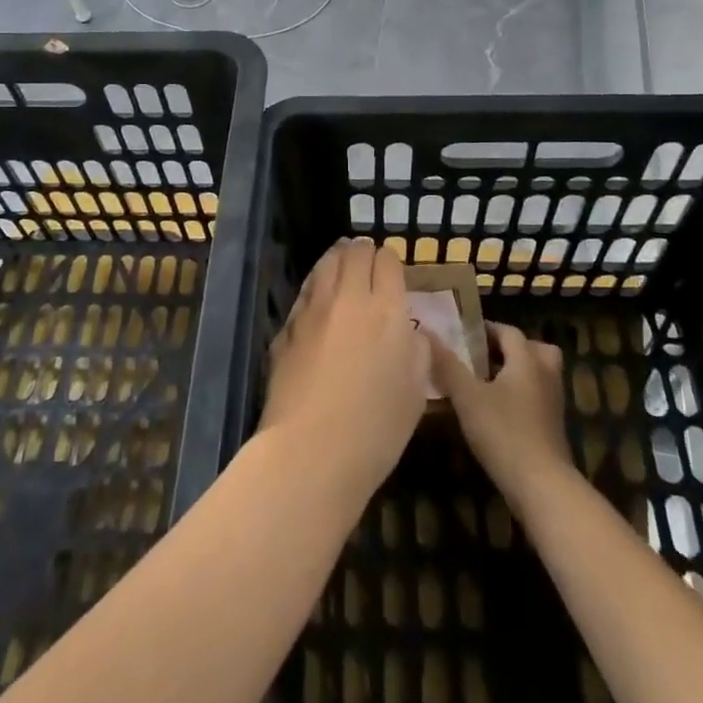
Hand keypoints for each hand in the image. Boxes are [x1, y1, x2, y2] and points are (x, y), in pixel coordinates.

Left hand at [259, 240, 429, 499]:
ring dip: (336, 258)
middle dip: (362, 251)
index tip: (391, 267)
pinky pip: (304, 293)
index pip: (387, 262)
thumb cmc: (376, 429)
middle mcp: (349, 299)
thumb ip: (417, 353)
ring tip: (340, 259)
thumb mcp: (416, 393)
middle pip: (354, 254)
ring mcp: (313, 310)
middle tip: (366, 258)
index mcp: (387, 311)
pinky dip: (314, 285)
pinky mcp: (286, 328)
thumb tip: (409, 334)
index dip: (389, 260)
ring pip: (324, 265)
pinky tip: (316, 294)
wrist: (311, 451)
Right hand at [426, 321, 574, 514]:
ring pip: (538, 374)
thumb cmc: (503, 432)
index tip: (463, 335)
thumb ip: (447, 365)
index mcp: (526, 361)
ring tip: (486, 382)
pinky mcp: (552, 427)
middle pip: (533, 349)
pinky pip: (537, 397)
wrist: (541, 486)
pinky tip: (497, 411)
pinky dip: (521, 395)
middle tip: (483, 356)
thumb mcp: (468, 397)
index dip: (486, 329)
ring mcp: (552, 403)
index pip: (509, 332)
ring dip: (516, 372)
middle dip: (510, 348)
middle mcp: (545, 375)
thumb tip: (426, 332)